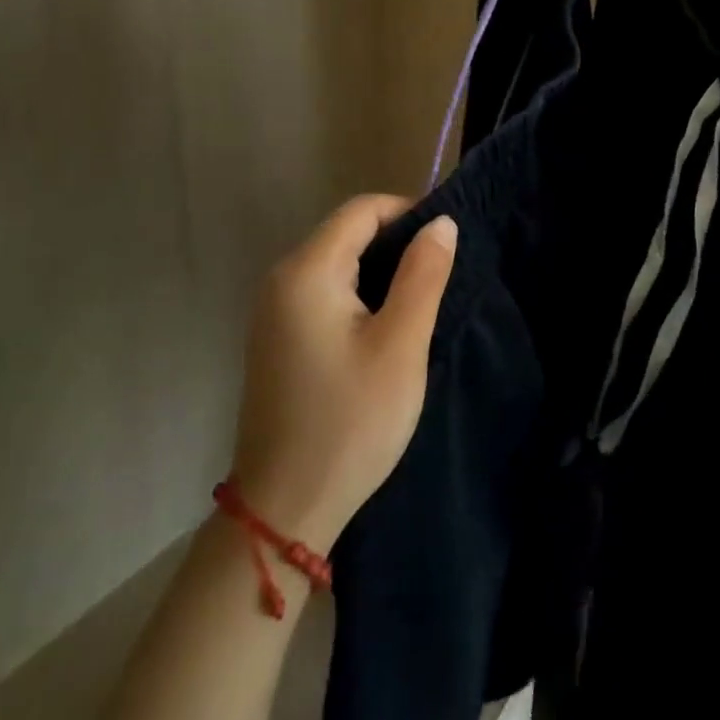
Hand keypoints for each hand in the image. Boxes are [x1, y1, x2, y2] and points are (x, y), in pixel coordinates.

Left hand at [229, 196, 457, 550]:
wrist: (284, 509)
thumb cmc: (350, 422)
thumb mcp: (401, 345)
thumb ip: (423, 274)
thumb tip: (441, 221)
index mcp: (307, 271)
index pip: (362, 210)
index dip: (408, 212)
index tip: (447, 242)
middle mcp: (281, 279)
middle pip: (346, 232)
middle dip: (396, 242)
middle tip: (440, 276)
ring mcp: (273, 311)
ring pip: (336, 263)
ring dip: (380, 270)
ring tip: (420, 301)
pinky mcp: (277, 338)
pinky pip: (323, 292)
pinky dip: (358, 294)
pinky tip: (383, 327)